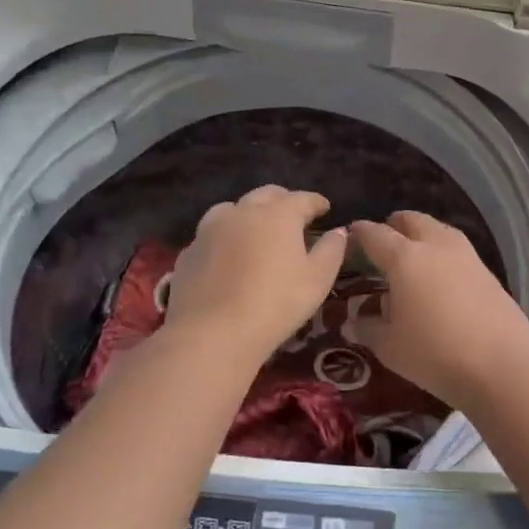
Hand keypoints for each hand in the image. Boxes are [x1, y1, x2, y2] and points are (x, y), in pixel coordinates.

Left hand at [163, 186, 347, 365]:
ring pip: (232, 209)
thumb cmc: (275, 305)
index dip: (316, 202)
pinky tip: (228, 254)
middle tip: (293, 214)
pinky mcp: (189, 252)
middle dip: (283, 200)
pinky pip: (211, 235)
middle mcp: (242, 212)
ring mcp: (209, 230)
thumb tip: (339, 232)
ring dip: (248, 213)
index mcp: (277, 215)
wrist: (212, 333)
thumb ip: (331, 251)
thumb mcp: (317, 280)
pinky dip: (224, 237)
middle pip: (265, 195)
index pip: (302, 199)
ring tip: (256, 229)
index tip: (325, 208)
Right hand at [346, 212, 528, 410]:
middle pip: (412, 221)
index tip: (349, 238)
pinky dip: (443, 254)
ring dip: (422, 236)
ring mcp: (467, 256)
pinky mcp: (489, 273)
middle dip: (394, 226)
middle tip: (382, 244)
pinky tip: (440, 279)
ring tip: (412, 259)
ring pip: (439, 231)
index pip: (375, 234)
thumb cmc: (435, 354)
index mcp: (405, 257)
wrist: (503, 368)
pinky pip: (458, 251)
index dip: (359, 234)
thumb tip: (353, 321)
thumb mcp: (390, 347)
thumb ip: (368, 328)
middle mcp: (436, 246)